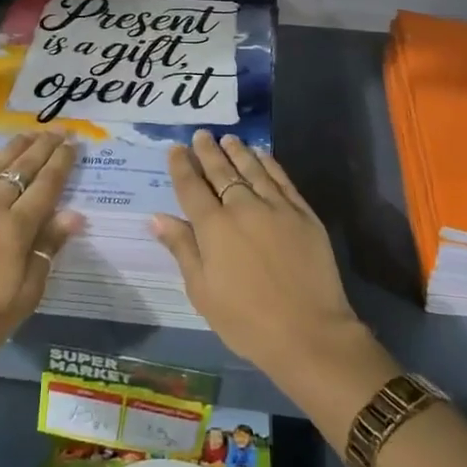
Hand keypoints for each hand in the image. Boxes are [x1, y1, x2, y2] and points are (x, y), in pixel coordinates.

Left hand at [0, 131, 82, 373]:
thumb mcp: (26, 295)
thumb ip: (48, 249)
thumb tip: (75, 214)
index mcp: (17, 228)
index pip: (47, 184)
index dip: (62, 162)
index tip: (75, 144)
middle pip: (23, 166)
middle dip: (45, 146)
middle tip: (60, 131)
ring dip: (16, 145)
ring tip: (31, 133)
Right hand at [150, 130, 367, 386]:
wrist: (309, 332)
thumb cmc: (246, 321)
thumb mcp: (203, 292)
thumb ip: (182, 249)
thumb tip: (158, 217)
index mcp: (214, 228)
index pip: (192, 187)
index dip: (181, 166)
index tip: (176, 148)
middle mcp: (243, 207)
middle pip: (221, 172)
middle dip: (208, 152)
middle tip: (201, 134)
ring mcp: (276, 207)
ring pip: (252, 169)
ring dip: (238, 152)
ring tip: (228, 139)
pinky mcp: (302, 213)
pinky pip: (282, 179)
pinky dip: (269, 163)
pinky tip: (262, 155)